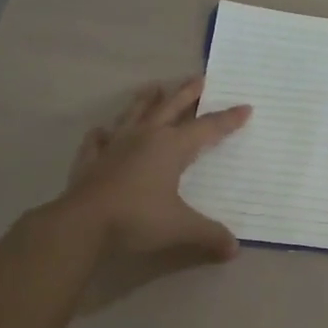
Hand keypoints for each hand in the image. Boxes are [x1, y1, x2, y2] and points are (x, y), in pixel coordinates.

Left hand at [53, 77, 249, 268]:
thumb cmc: (138, 218)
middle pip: (170, 108)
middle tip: (199, 78)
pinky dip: (102, 134)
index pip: (208, 128)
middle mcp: (145, 137)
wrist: (82, 223)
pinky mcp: (91, 160)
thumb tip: (235, 250)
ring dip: (145, 101)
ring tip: (153, 87)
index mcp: (172, 147)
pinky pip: (98, 140)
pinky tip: (102, 132)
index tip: (245, 107)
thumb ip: (210, 234)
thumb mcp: (182, 227)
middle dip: (187, 93)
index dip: (228, 119)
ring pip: (134, 115)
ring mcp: (115, 146)